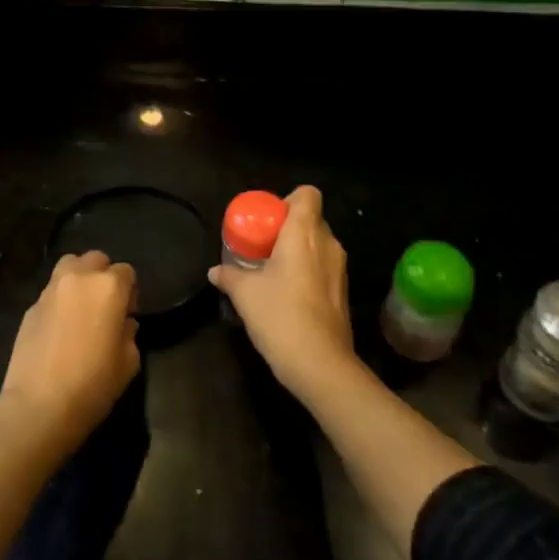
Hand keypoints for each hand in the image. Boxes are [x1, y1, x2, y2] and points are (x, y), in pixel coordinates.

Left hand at [0, 251, 141, 453]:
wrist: (39, 405)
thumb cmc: (93, 384)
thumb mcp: (128, 363)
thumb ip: (129, 333)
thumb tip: (123, 323)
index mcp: (108, 287)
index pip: (127, 272)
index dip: (131, 291)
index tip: (128, 314)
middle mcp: (79, 278)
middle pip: (96, 259)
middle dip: (104, 276)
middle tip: (105, 306)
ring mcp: (51, 290)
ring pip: (69, 266)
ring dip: (79, 278)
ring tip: (81, 308)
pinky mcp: (30, 306)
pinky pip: (51, 292)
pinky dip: (60, 300)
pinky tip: (60, 328)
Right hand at [208, 186, 358, 403]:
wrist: (320, 365)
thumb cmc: (280, 316)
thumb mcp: (245, 294)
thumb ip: (229, 276)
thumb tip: (214, 271)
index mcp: (304, 233)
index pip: (307, 194)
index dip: (288, 200)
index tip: (267, 220)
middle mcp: (327, 244)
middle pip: (311, 219)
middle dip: (288, 228)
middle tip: (263, 246)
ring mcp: (339, 269)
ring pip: (318, 245)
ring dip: (298, 251)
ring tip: (272, 271)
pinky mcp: (343, 293)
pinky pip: (324, 268)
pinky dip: (307, 272)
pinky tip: (287, 294)